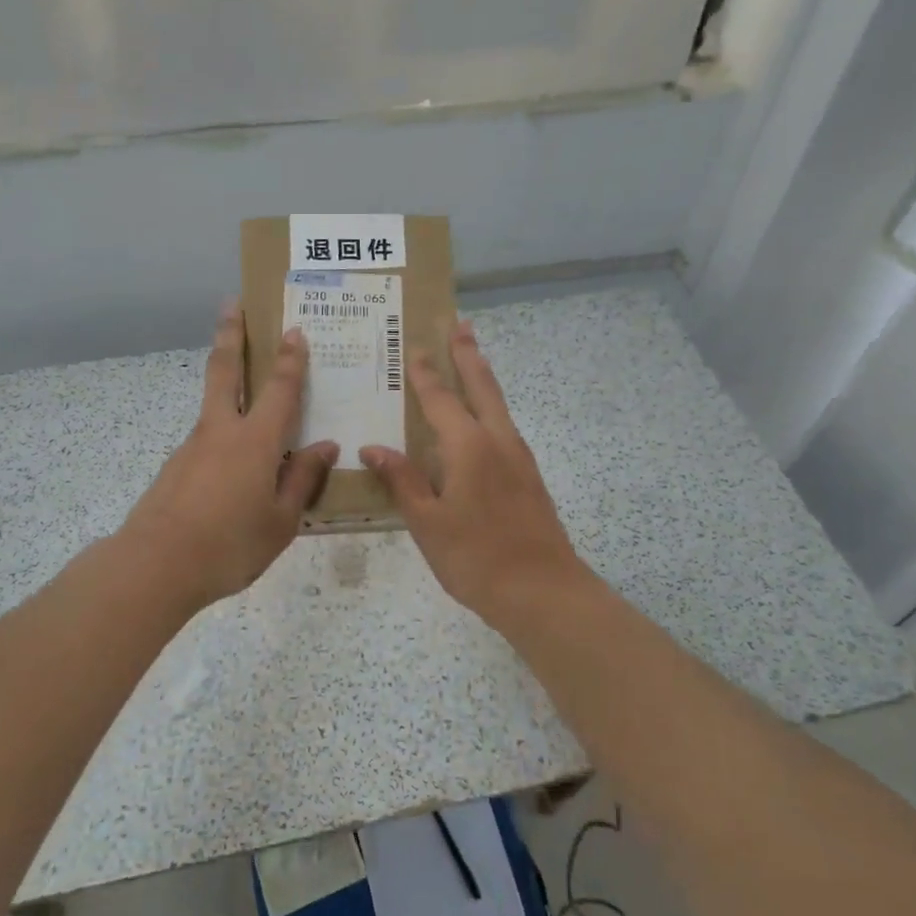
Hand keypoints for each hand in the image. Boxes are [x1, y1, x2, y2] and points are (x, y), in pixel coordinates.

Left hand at [120, 301, 336, 610]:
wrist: (155, 566)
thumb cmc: (229, 545)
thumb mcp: (280, 521)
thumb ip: (302, 480)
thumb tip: (324, 447)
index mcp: (256, 442)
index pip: (279, 389)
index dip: (290, 359)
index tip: (293, 330)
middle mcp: (221, 432)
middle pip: (225, 370)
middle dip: (231, 334)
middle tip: (232, 303)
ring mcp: (192, 447)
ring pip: (213, 405)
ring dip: (225, 383)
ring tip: (246, 391)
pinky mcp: (174, 467)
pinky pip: (206, 441)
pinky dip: (221, 436)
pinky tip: (231, 467)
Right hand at [361, 320, 591, 624]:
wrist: (542, 591)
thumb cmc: (475, 556)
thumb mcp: (427, 522)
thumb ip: (402, 480)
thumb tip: (373, 447)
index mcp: (468, 446)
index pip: (440, 399)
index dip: (425, 372)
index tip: (415, 345)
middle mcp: (497, 441)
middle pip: (482, 386)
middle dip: (469, 355)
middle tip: (461, 325)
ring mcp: (519, 458)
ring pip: (499, 405)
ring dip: (484, 378)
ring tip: (474, 359)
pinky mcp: (529, 477)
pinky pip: (505, 427)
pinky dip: (492, 407)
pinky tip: (485, 422)